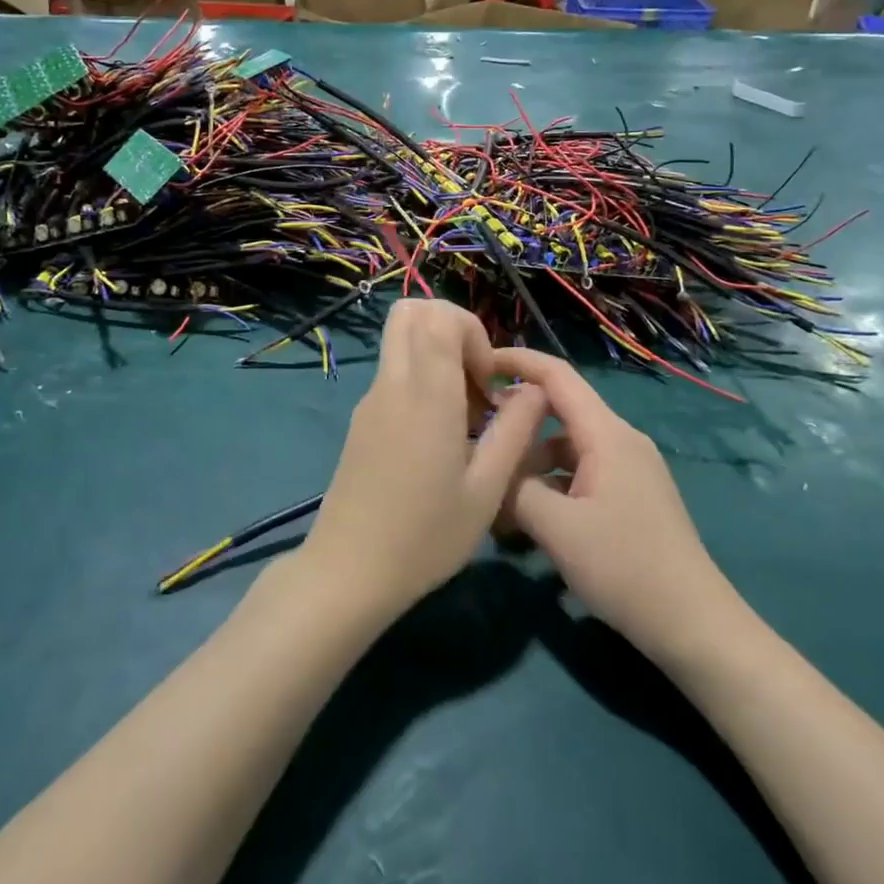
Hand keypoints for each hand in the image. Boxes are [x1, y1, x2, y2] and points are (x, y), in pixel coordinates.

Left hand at [297, 300, 547, 622]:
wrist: (348, 572)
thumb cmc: (425, 536)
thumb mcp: (486, 490)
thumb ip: (515, 431)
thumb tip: (535, 390)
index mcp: (425, 394)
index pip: (438, 316)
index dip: (471, 332)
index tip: (487, 381)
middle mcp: (392, 384)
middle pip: (411, 312)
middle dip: (452, 330)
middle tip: (475, 382)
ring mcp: (370, 400)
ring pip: (400, 342)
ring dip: (436, 357)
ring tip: (464, 415)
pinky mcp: (361, 420)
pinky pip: (393, 373)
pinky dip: (420, 380)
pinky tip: (439, 437)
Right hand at [492, 348, 745, 664]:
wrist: (693, 623)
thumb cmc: (624, 566)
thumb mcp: (557, 528)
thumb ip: (515, 488)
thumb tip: (492, 469)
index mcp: (607, 434)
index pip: (557, 376)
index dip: (517, 361)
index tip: (477, 362)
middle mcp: (621, 440)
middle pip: (559, 411)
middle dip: (517, 421)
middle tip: (476, 440)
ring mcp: (629, 469)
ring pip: (567, 447)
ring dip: (531, 462)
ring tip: (498, 496)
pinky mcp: (631, 496)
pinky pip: (581, 473)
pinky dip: (551, 484)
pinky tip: (530, 520)